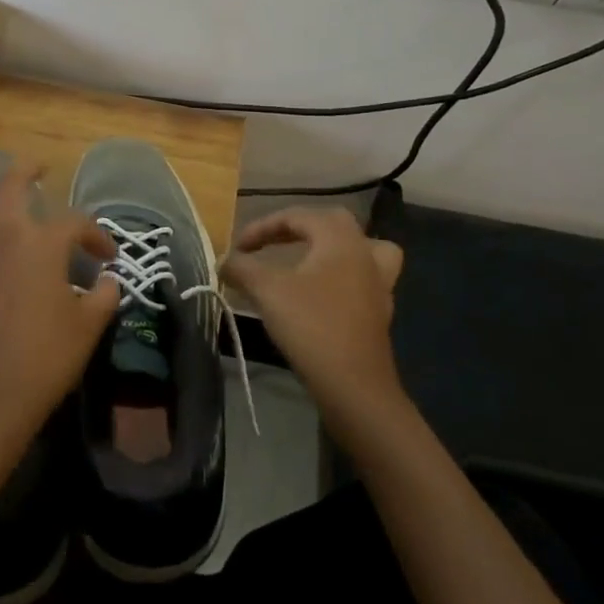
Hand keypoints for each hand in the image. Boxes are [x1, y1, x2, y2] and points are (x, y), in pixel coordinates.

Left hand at [0, 158, 119, 453]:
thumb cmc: (45, 358)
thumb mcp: (89, 326)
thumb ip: (104, 295)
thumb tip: (108, 280)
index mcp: (42, 242)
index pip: (76, 223)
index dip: (96, 235)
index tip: (106, 256)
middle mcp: (0, 234)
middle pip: (12, 186)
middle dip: (27, 171)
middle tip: (37, 170)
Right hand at [223, 207, 406, 429]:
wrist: (354, 387)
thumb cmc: (311, 326)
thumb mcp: (267, 291)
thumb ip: (242, 268)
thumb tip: (224, 260)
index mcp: (340, 239)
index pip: (297, 216)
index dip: (263, 227)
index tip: (238, 247)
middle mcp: (364, 253)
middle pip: (334, 223)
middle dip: (299, 228)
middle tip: (273, 244)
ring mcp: (378, 284)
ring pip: (362, 250)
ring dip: (334, 249)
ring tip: (311, 259)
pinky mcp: (379, 313)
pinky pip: (363, 279)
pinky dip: (342, 277)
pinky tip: (322, 295)